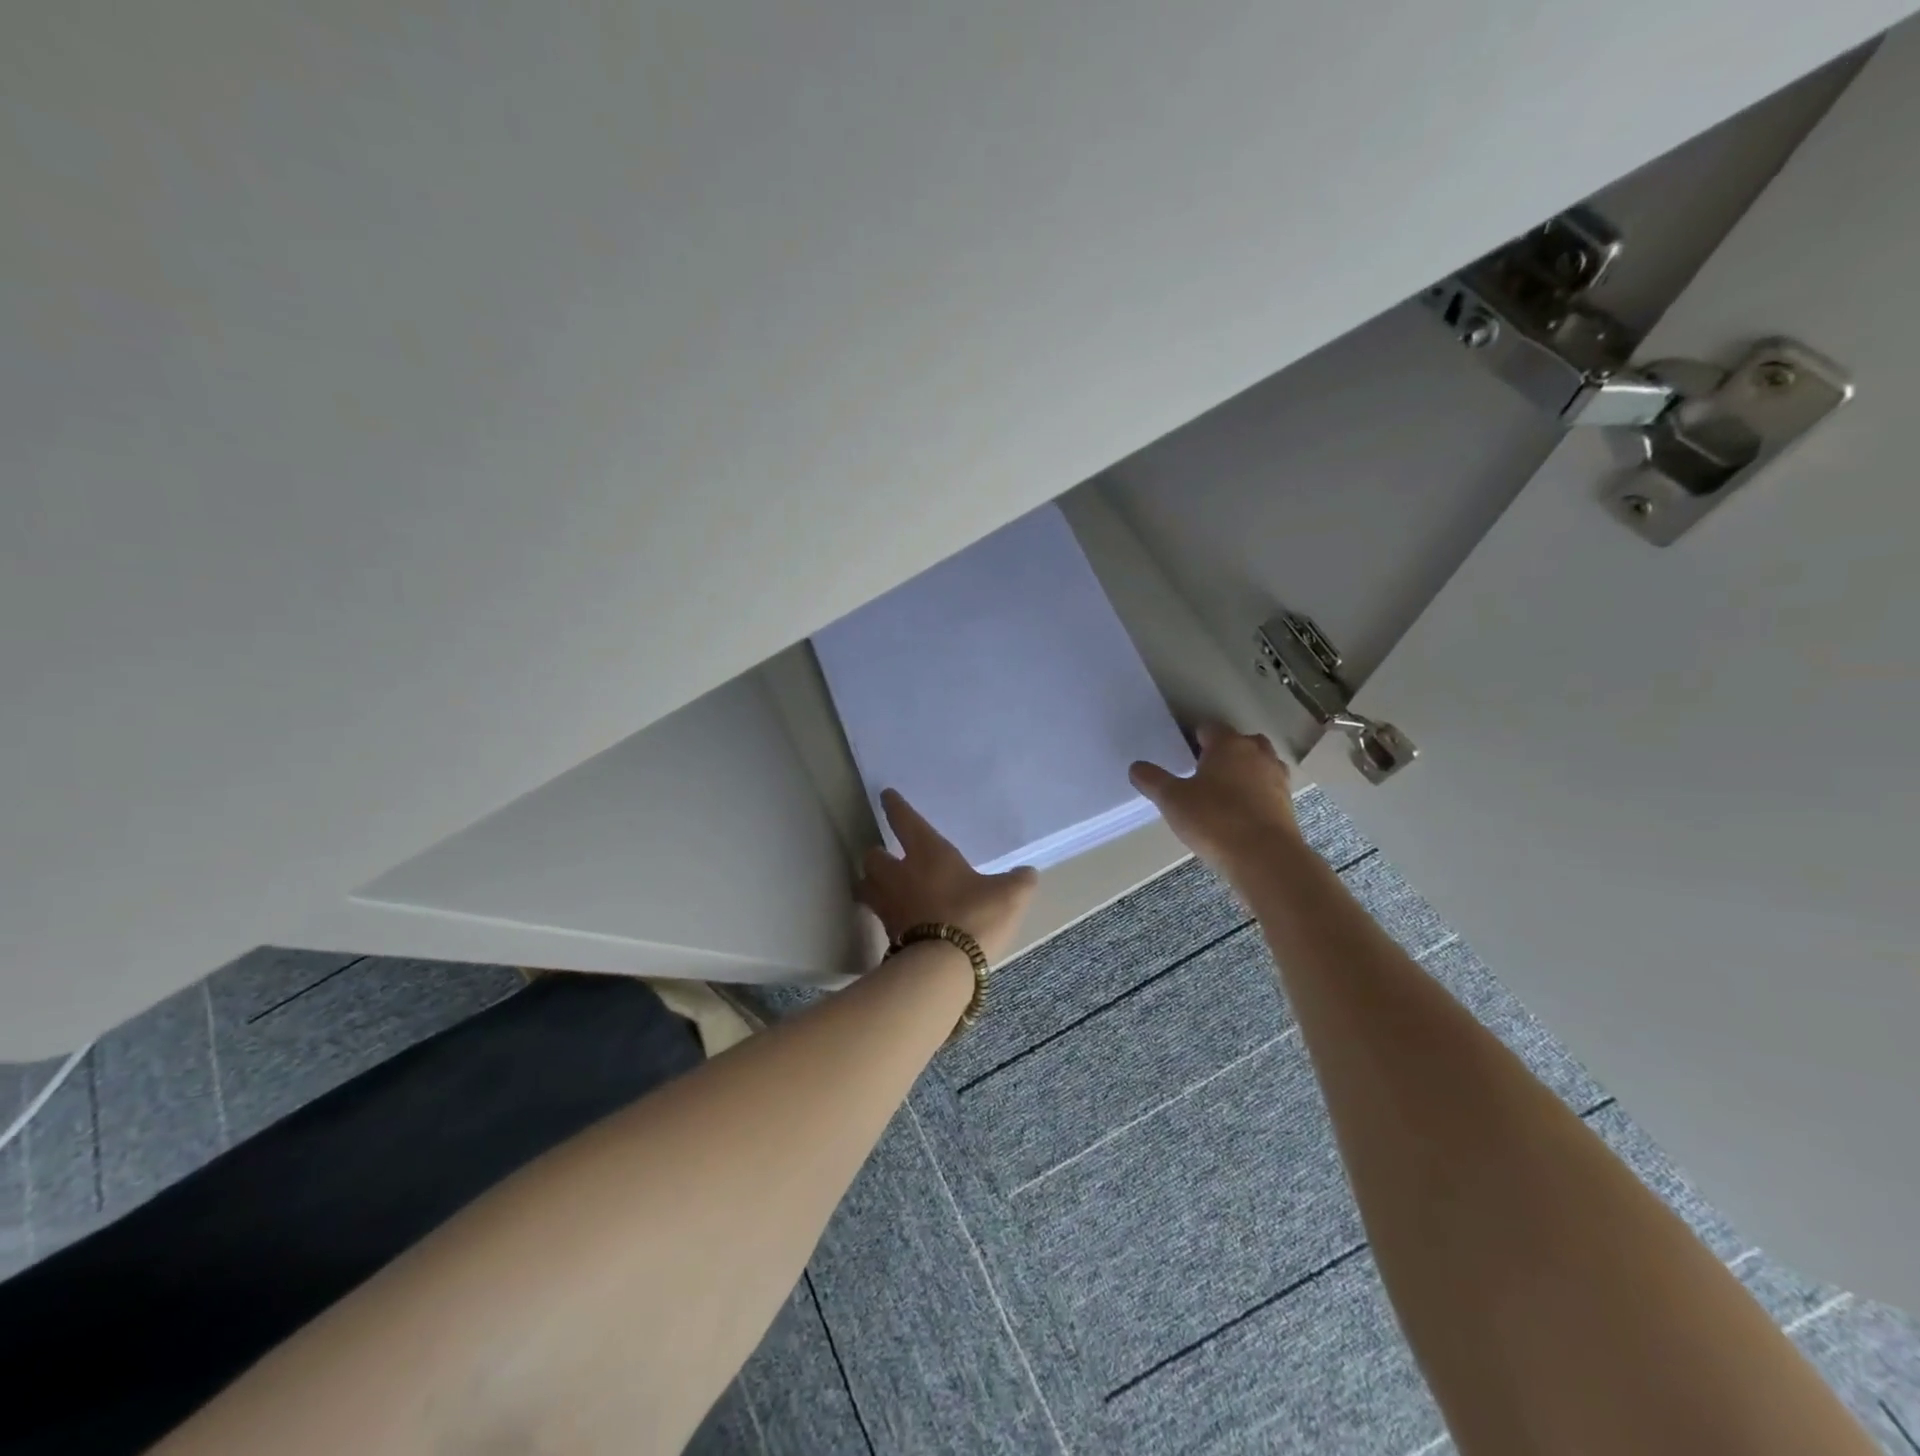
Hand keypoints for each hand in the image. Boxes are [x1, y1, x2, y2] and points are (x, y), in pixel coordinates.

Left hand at [856, 790, 1038, 963]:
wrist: (944, 967)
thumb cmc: (975, 916)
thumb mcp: (1010, 895)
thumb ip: (1019, 881)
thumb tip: (1026, 874)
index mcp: (928, 852)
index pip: (905, 820)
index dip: (895, 807)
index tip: (887, 796)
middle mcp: (900, 874)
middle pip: (873, 856)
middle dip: (877, 854)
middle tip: (886, 856)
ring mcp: (889, 905)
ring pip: (866, 885)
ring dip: (871, 882)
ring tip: (881, 886)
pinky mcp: (887, 934)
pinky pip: (879, 915)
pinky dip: (884, 913)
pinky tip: (897, 918)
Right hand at [1128, 723, 1302, 879]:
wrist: (1265, 858)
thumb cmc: (1214, 820)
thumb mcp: (1172, 800)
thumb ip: (1152, 780)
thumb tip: (1136, 767)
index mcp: (1228, 745)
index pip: (1209, 728)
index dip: (1194, 738)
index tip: (1182, 755)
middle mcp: (1257, 754)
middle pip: (1241, 741)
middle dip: (1225, 752)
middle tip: (1204, 771)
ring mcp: (1277, 779)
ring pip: (1260, 764)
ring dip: (1245, 771)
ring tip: (1224, 792)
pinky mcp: (1288, 805)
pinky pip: (1269, 790)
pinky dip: (1257, 795)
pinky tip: (1241, 814)